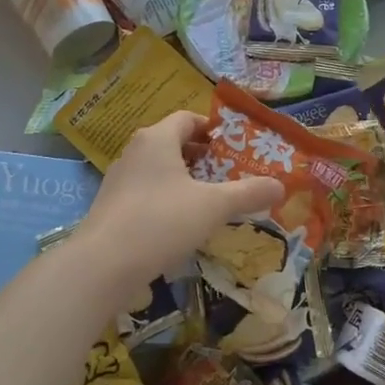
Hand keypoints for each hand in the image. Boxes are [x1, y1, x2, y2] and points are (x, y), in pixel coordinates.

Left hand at [75, 111, 284, 286]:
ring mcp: (120, 180)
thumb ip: (249, 193)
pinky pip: (148, 193)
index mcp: (157, 138)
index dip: (213, 130)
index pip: (188, 119)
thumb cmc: (161, 221)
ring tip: (213, 200)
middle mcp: (135, 152)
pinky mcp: (113, 207)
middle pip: (174, 144)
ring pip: (161, 170)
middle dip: (204, 157)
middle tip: (231, 174)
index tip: (236, 147)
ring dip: (187, 180)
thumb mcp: (213, 206)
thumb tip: (281, 186)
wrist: (103, 264)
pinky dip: (169, 200)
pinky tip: (185, 224)